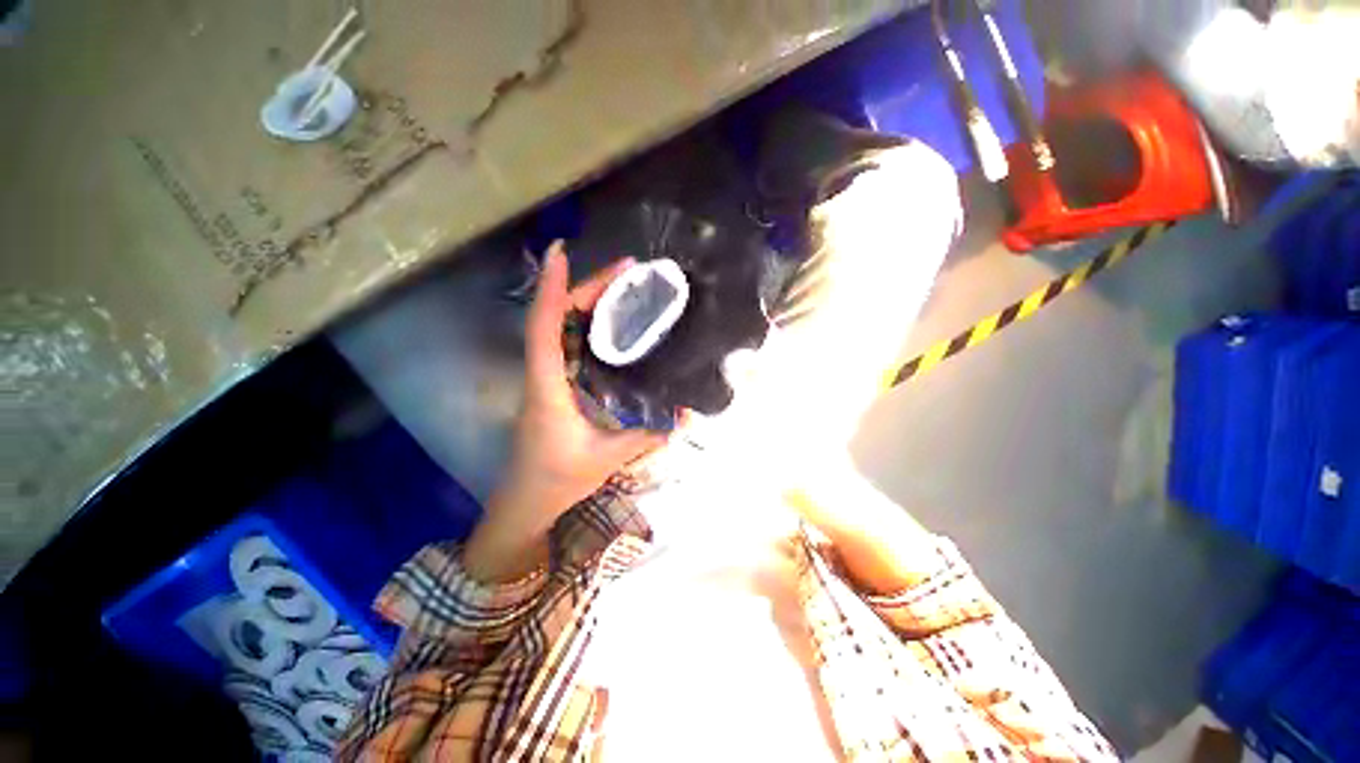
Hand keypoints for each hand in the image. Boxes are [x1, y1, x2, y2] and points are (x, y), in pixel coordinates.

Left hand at [464, 243, 666, 581]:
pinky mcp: (556, 383)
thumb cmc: (558, 479)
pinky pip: (568, 343)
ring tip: (624, 286)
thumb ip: (647, 436)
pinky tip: (613, 321)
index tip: (561, 252)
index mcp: (547, 387)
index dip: (551, 289)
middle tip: (628, 270)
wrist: (527, 500)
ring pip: (561, 327)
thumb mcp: (607, 458)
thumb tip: (686, 415)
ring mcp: (547, 377)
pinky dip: (588, 323)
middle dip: (587, 287)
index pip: (543, 328)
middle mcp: (542, 373)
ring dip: (587, 301)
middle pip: (556, 318)